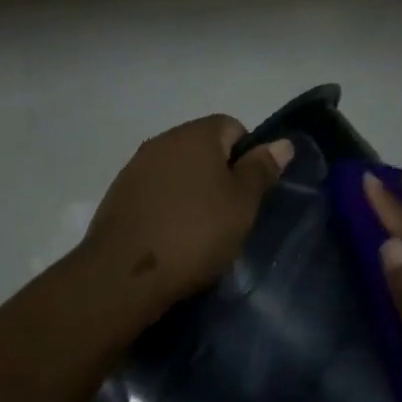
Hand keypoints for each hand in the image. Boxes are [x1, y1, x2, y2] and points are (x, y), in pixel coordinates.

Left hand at [84, 115, 291, 312]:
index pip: (232, 127)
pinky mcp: (118, 196)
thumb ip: (261, 170)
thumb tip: (283, 142)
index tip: (251, 193)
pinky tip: (172, 237)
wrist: (125, 274)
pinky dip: (168, 207)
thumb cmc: (195, 234)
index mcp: (195, 135)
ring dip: (192, 192)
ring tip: (201, 231)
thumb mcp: (242, 204)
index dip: (248, 156)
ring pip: (177, 172)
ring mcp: (135, 168)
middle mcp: (161, 141)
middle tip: (230, 215)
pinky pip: (155, 193)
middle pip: (202, 148)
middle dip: (219, 175)